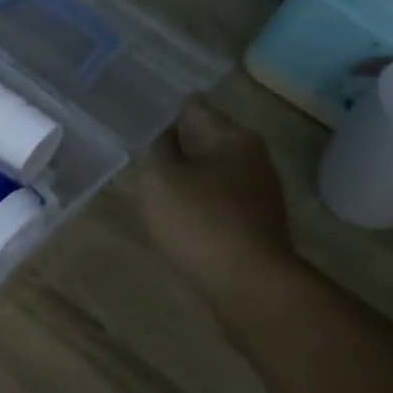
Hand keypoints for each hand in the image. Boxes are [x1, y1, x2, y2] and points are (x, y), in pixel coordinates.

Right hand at [139, 96, 293, 297]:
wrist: (247, 284)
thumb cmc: (200, 222)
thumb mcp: (159, 178)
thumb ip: (155, 151)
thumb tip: (163, 141)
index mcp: (233, 137)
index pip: (191, 108)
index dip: (159, 114)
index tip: (133, 126)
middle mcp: (253, 157)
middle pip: (203, 140)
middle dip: (172, 148)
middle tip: (137, 157)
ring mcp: (258, 192)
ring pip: (209, 172)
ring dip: (183, 178)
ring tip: (151, 189)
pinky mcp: (255, 224)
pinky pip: (217, 202)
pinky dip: (196, 204)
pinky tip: (176, 219)